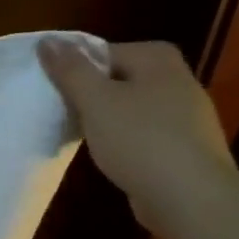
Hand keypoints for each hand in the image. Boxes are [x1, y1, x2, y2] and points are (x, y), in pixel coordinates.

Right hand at [37, 37, 237, 238]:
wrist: (191, 197)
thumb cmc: (140, 139)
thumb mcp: (96, 100)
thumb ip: (70, 70)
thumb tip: (47, 40)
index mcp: (157, 58)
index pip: (102, 53)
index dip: (75, 72)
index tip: (56, 96)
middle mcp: (177, 78)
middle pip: (117, 80)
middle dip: (90, 97)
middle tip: (65, 117)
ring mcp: (186, 114)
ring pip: (130, 109)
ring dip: (105, 122)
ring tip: (84, 141)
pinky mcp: (186, 146)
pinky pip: (143, 135)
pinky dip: (125, 143)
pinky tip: (112, 160)